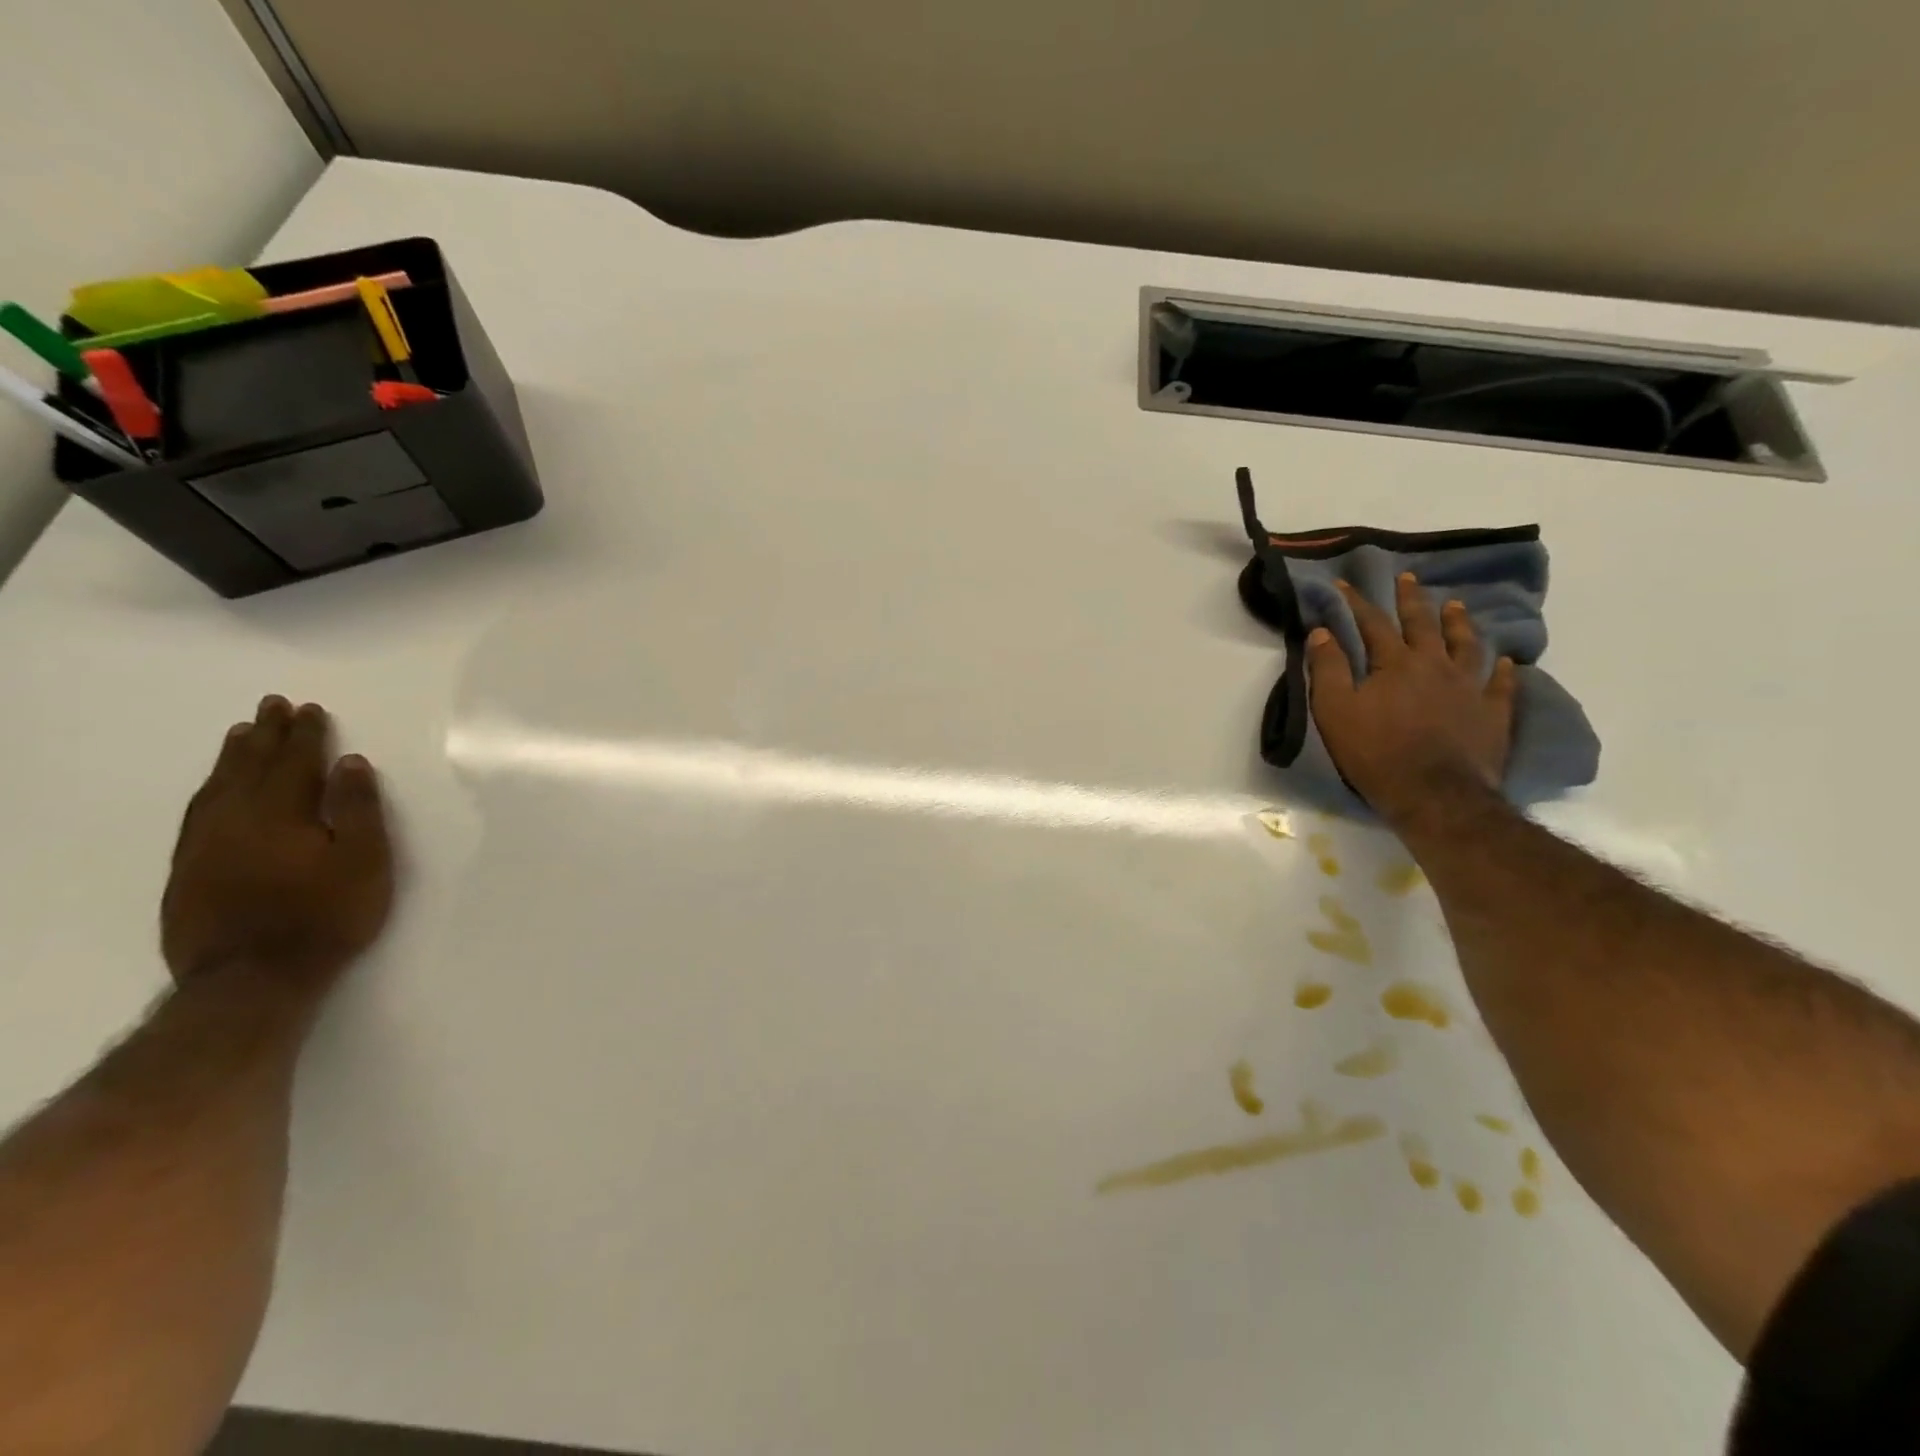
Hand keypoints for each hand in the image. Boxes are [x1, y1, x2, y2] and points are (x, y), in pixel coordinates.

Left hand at [162, 696, 393, 997]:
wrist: (252, 979)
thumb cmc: (325, 916)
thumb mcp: (365, 861)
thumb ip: (358, 809)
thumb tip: (350, 764)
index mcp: (282, 813)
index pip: (295, 762)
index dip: (305, 735)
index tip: (309, 709)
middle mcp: (235, 819)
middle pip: (250, 767)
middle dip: (266, 735)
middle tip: (271, 705)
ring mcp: (204, 845)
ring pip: (217, 788)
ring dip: (234, 758)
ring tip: (243, 734)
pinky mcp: (186, 871)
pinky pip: (196, 814)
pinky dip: (210, 790)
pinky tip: (215, 789)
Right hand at [1307, 573, 1516, 826]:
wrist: (1434, 794)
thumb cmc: (1375, 752)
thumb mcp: (1334, 710)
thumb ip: (1328, 669)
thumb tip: (1322, 631)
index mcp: (1395, 663)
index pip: (1372, 623)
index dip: (1357, 602)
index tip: (1345, 584)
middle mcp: (1435, 665)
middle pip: (1423, 624)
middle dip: (1411, 599)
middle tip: (1408, 578)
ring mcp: (1469, 688)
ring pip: (1466, 645)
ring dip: (1459, 623)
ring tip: (1456, 605)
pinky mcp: (1492, 713)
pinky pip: (1501, 684)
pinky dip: (1503, 670)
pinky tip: (1506, 661)